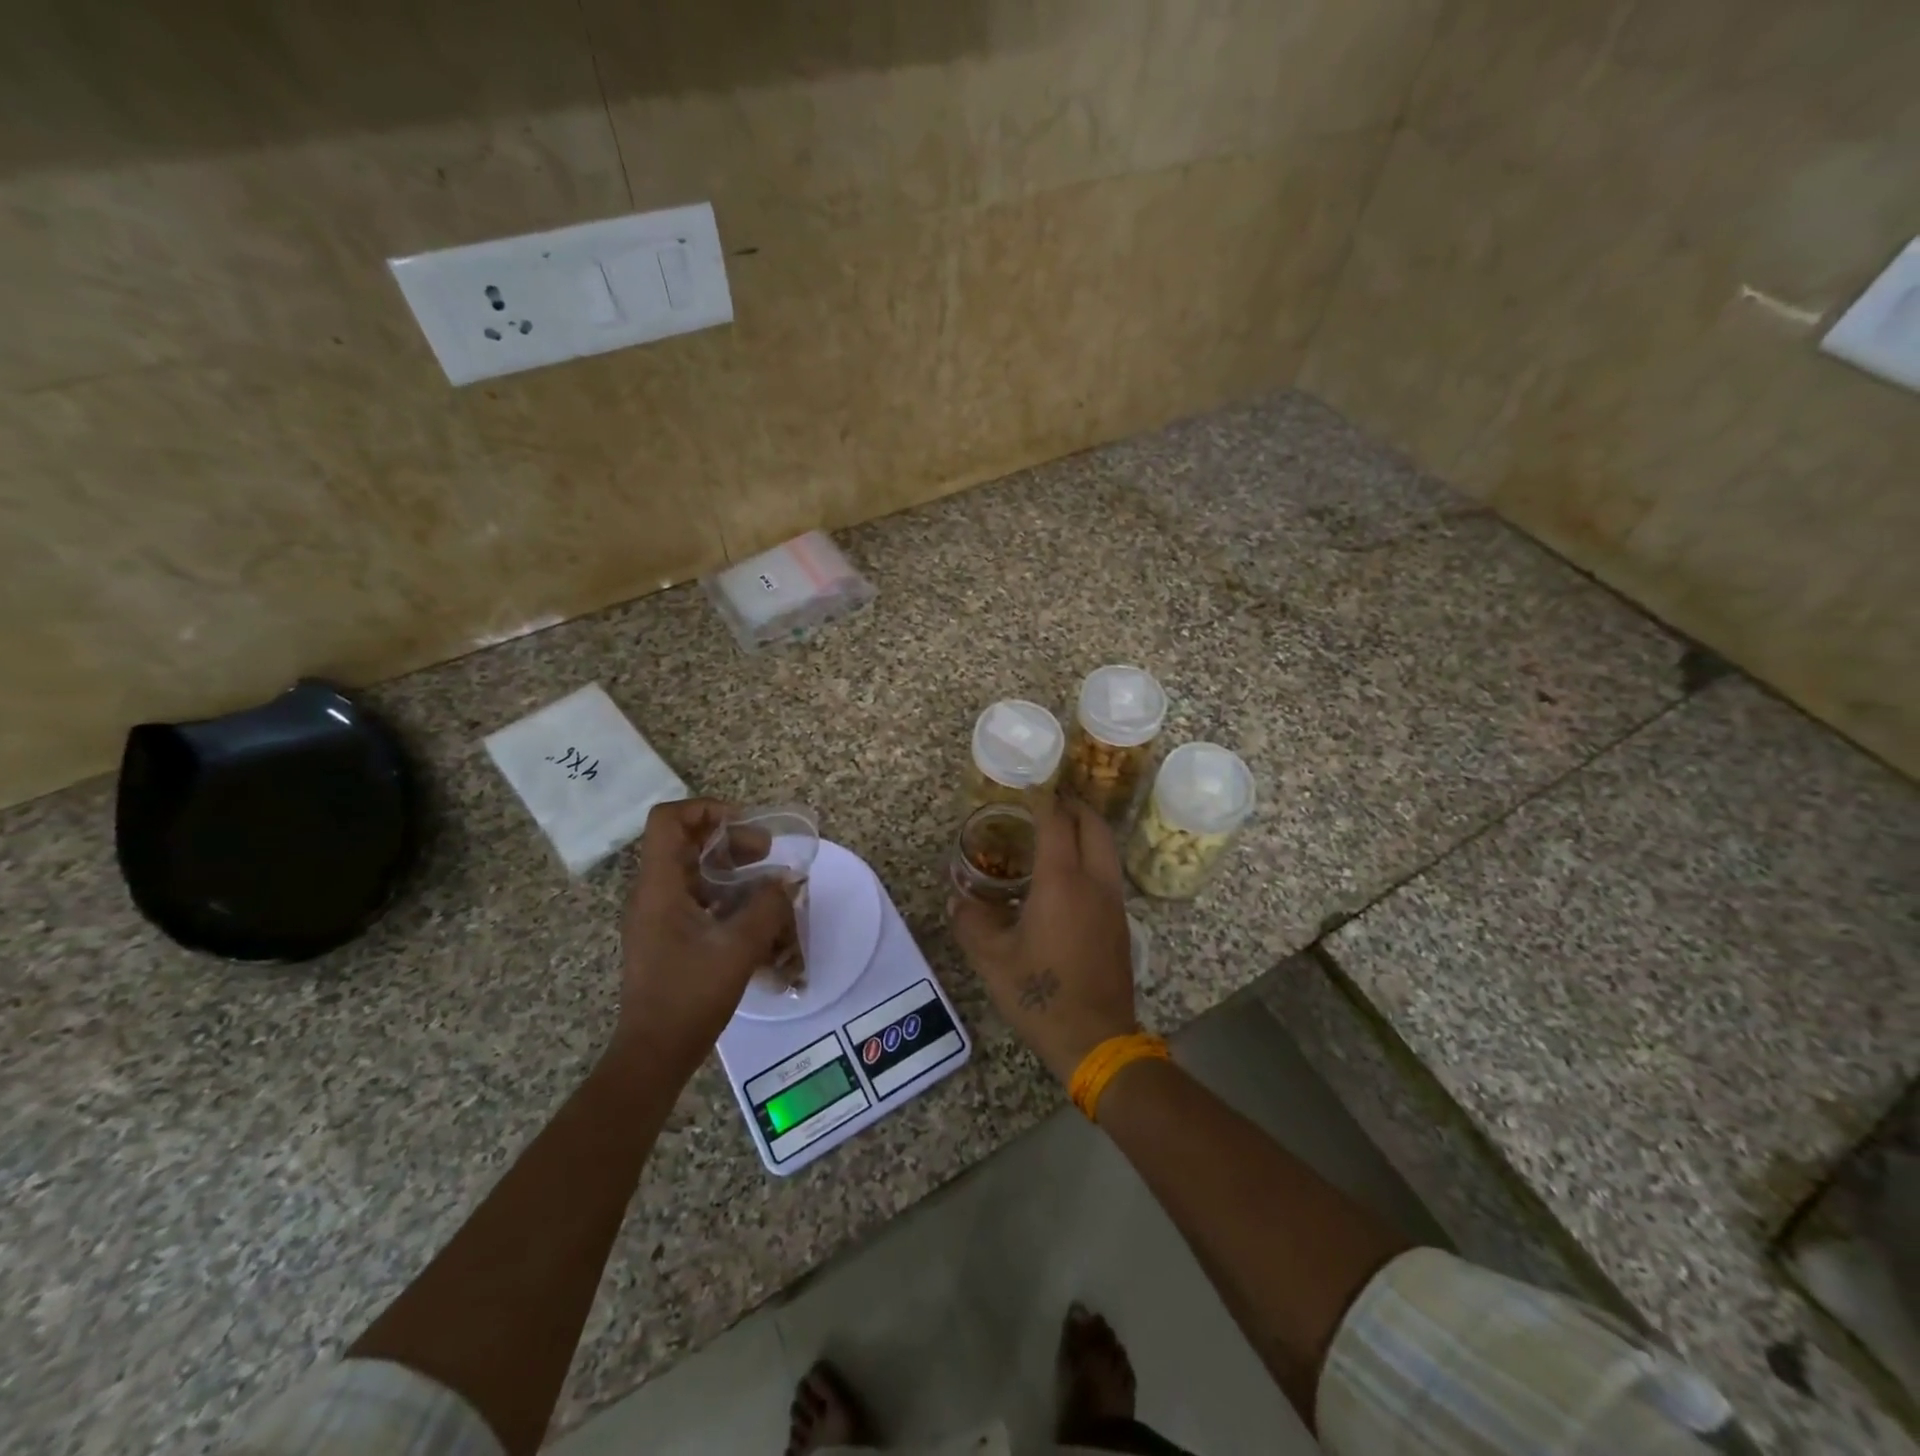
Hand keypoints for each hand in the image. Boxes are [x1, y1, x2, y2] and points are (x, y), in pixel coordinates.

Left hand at [613, 798, 793, 1080]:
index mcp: (659, 886)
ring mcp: (658, 915)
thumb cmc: (690, 996)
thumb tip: (787, 880)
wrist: (654, 1053)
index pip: (668, 820)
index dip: (706, 810)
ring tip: (766, 880)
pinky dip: (725, 892)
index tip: (745, 825)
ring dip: (730, 865)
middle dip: (729, 838)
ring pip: (692, 869)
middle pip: (685, 841)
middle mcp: (652, 893)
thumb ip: (767, 906)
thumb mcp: (738, 948)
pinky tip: (754, 912)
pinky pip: (696, 896)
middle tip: (766, 852)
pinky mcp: (667, 935)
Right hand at [950, 797, 1138, 1083]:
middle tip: (1050, 801)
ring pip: (1107, 848)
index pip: (1056, 823)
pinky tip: (1069, 875)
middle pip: (1093, 826)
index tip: (1029, 786)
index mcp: (1062, 882)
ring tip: (1059, 831)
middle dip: (1074, 806)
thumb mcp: (992, 960)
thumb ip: (971, 922)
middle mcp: (1093, 883)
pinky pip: (1108, 872)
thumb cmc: (1041, 994)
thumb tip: (958, 899)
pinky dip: (1092, 856)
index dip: (1043, 800)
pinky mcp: (1120, 922)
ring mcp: (1113, 902)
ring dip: (1087, 830)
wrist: (1096, 1039)